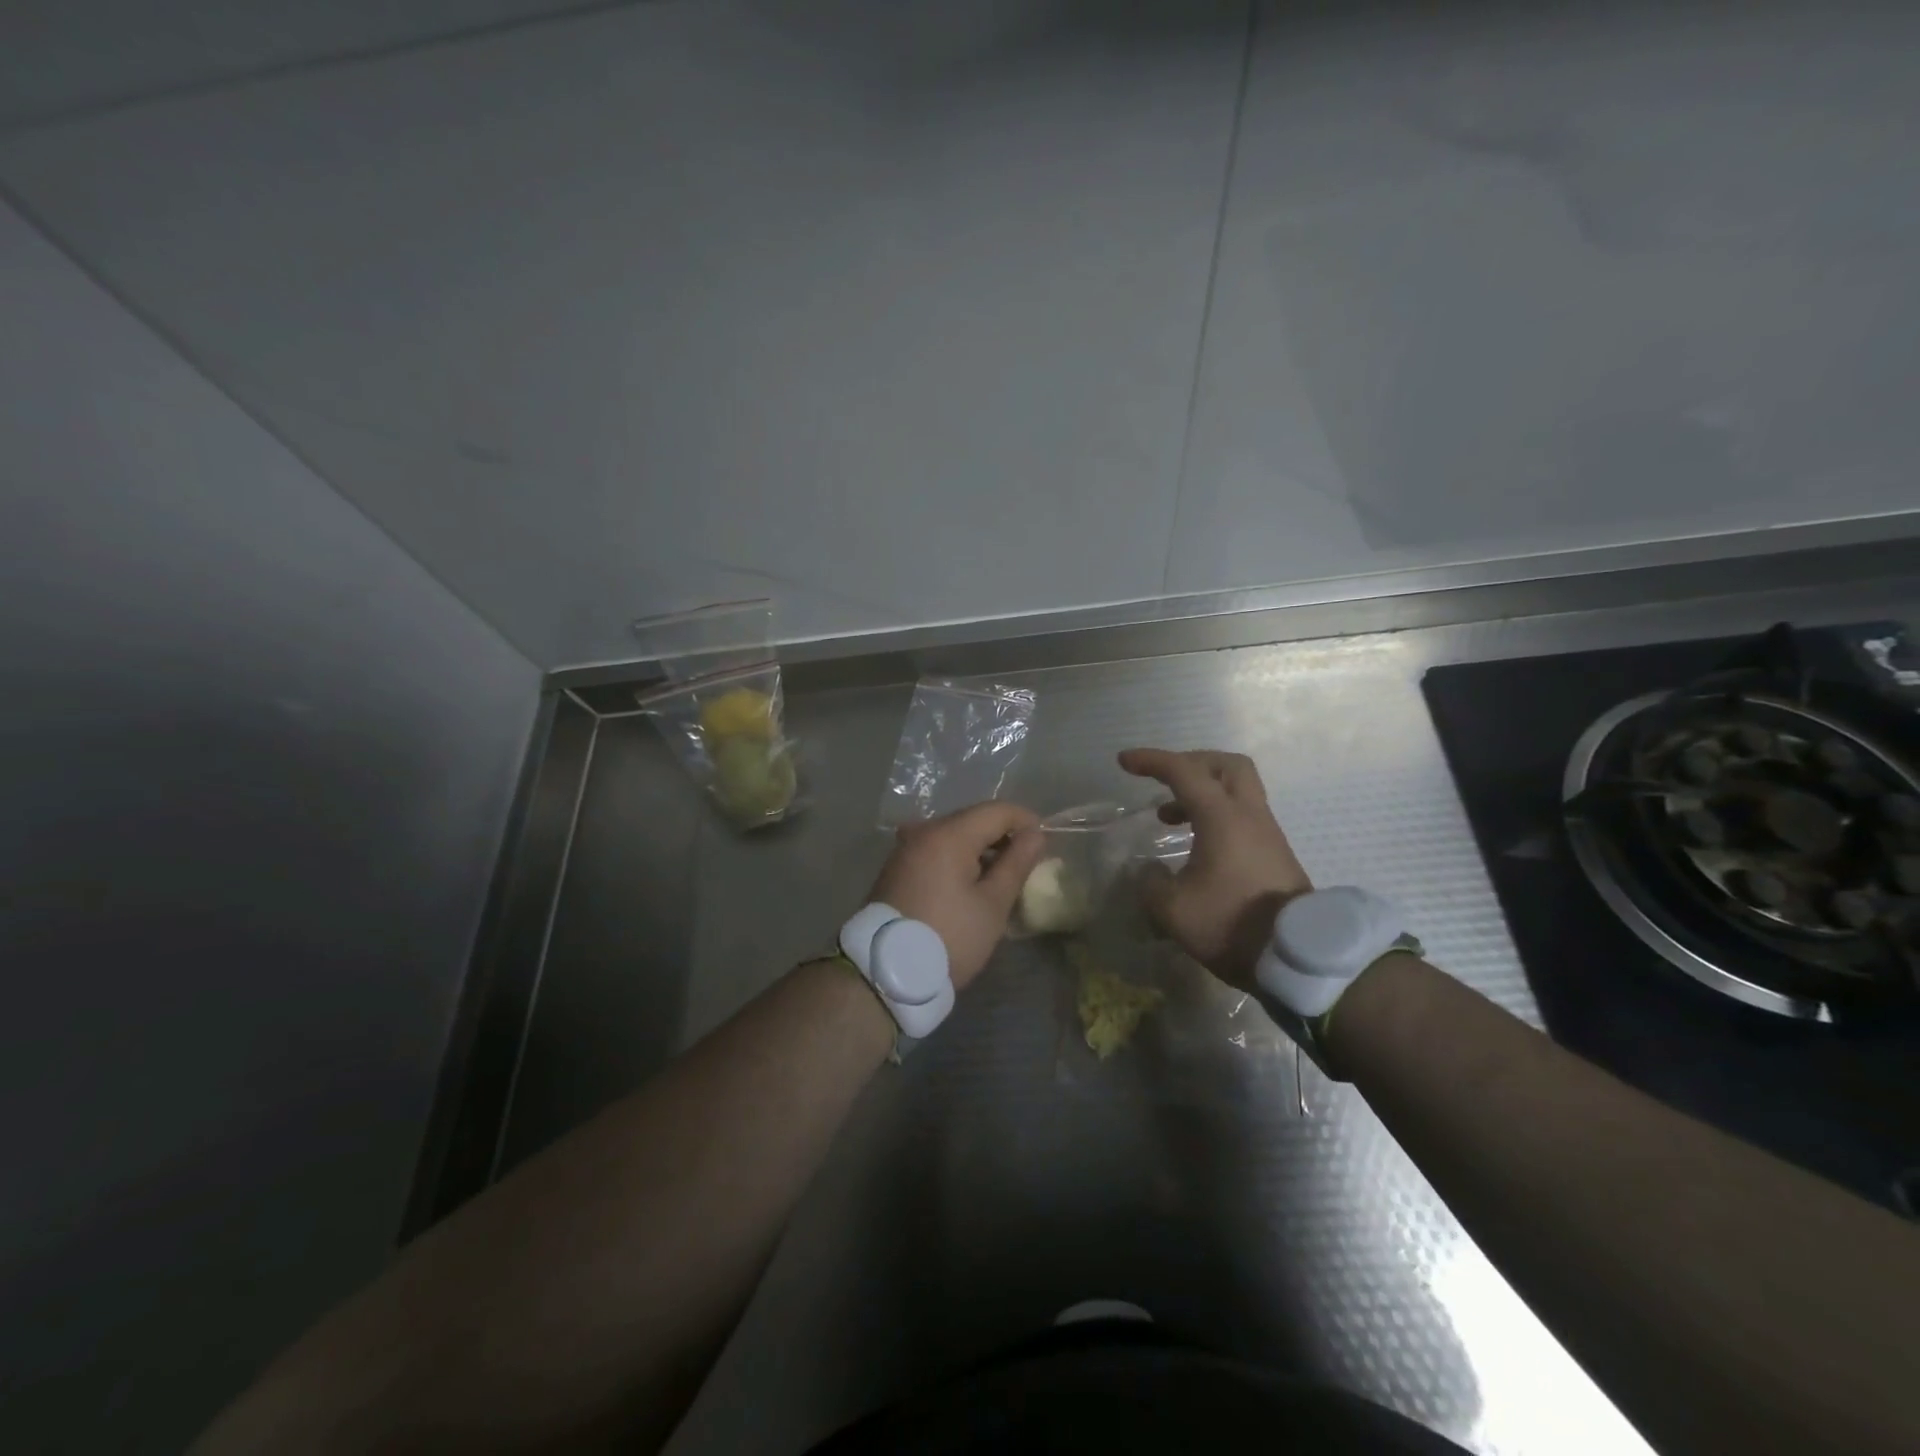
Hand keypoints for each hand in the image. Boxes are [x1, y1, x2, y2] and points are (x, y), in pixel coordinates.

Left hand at [869, 801, 1045, 991]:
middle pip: (972, 819)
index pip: (997, 810)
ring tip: (1001, 878)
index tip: (1045, 844)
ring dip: (980, 849)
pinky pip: (936, 850)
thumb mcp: (992, 904)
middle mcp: (923, 831)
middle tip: (1026, 864)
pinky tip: (970, 885)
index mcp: (948, 834)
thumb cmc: (949, 937)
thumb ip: (1016, 864)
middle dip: (1003, 836)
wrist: (885, 973)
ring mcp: (905, 848)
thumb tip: (1035, 834)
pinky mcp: (896, 868)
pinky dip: (958, 859)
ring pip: (953, 835)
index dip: (1026, 821)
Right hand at [1118, 748, 1312, 990]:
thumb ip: (1151, 883)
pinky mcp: (1275, 854)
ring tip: (1169, 817)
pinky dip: (1215, 815)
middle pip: (1226, 765)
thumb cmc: (1231, 923)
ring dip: (1201, 793)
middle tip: (1165, 780)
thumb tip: (1149, 871)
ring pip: (1237, 790)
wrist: (1297, 957)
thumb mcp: (1173, 909)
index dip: (1151, 760)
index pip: (1183, 771)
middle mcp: (1248, 815)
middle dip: (1191, 763)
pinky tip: (1197, 844)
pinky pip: (1243, 816)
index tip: (1124, 761)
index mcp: (1222, 817)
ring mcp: (1267, 834)